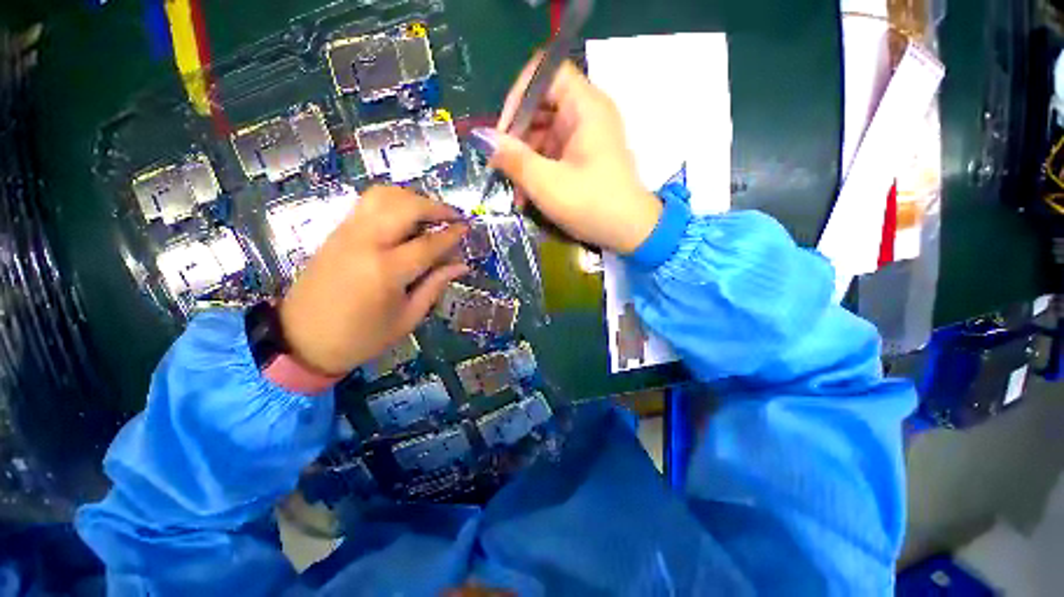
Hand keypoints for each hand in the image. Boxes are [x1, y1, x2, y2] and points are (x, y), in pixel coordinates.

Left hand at [279, 186, 468, 375]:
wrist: (302, 340)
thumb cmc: (362, 337)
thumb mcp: (408, 317)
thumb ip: (435, 285)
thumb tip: (461, 265)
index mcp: (387, 271)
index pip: (429, 243)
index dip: (452, 235)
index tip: (467, 228)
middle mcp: (366, 242)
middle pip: (406, 207)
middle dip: (435, 207)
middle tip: (452, 217)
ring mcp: (347, 233)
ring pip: (383, 196)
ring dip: (412, 198)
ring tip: (429, 213)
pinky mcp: (336, 232)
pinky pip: (368, 203)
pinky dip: (392, 202)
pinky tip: (404, 217)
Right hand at [472, 56, 661, 253]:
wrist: (630, 233)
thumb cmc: (591, 205)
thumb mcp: (547, 184)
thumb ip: (513, 158)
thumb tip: (482, 138)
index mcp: (585, 107)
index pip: (546, 73)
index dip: (519, 95)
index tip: (503, 131)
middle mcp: (587, 114)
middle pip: (541, 106)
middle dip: (517, 137)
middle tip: (501, 166)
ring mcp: (586, 138)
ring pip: (544, 134)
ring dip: (525, 161)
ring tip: (514, 191)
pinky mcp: (585, 158)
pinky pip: (554, 154)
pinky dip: (538, 171)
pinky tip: (527, 196)